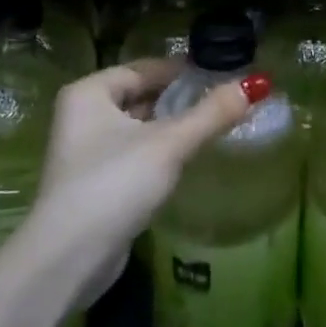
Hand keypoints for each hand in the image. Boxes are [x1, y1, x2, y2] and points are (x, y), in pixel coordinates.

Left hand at [29, 59, 271, 269]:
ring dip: (172, 126)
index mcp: (90, 93)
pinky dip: (160, 151)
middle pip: (141, 95)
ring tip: (214, 124)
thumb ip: (212, 113)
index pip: (145, 68)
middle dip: (180, 98)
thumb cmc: (115, 184)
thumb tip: (256, 84)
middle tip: (223, 98)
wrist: (69, 257)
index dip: (182, 68)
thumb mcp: (169, 144)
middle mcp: (82, 115)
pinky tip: (187, 158)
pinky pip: (134, 153)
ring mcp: (86, 151)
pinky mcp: (95, 183)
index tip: (220, 71)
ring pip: (138, 127)